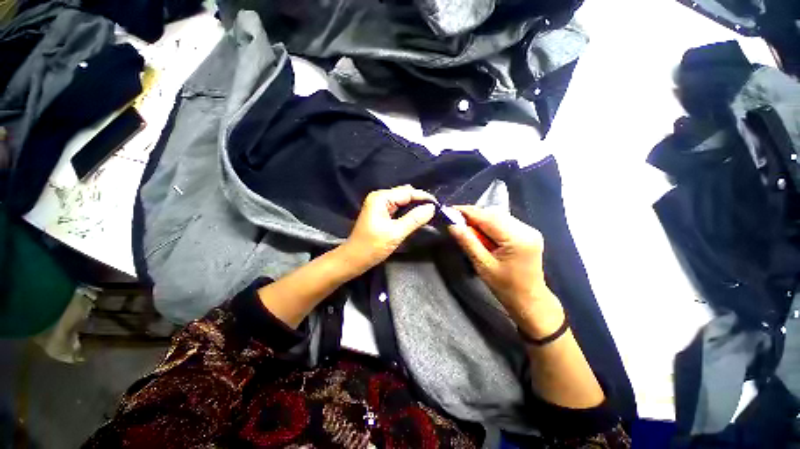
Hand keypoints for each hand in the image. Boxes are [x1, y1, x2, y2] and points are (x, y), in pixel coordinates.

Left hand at [340, 185, 435, 274]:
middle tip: (435, 210)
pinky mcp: (380, 213)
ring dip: (415, 206)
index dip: (424, 197)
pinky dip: (408, 211)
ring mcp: (379, 205)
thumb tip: (432, 208)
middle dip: (420, 200)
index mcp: (381, 198)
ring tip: (429, 212)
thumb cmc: (372, 246)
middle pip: (405, 194)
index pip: (407, 192)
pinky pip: (398, 208)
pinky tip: (417, 216)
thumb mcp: (396, 233)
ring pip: (402, 201)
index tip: (439, 205)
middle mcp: (380, 197)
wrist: (354, 259)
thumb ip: (414, 219)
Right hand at [448, 205, 562, 336]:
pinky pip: (505, 222)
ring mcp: (530, 230)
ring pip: (499, 216)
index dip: (467, 212)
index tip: (449, 209)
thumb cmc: (505, 287)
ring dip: (481, 219)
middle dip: (473, 215)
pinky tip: (481, 231)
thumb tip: (452, 224)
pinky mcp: (528, 233)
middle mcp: (526, 229)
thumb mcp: (482, 265)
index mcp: (517, 239)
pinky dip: (490, 224)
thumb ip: (468, 242)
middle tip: (455, 219)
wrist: (530, 301)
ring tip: (466, 226)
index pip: (487, 218)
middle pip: (494, 214)